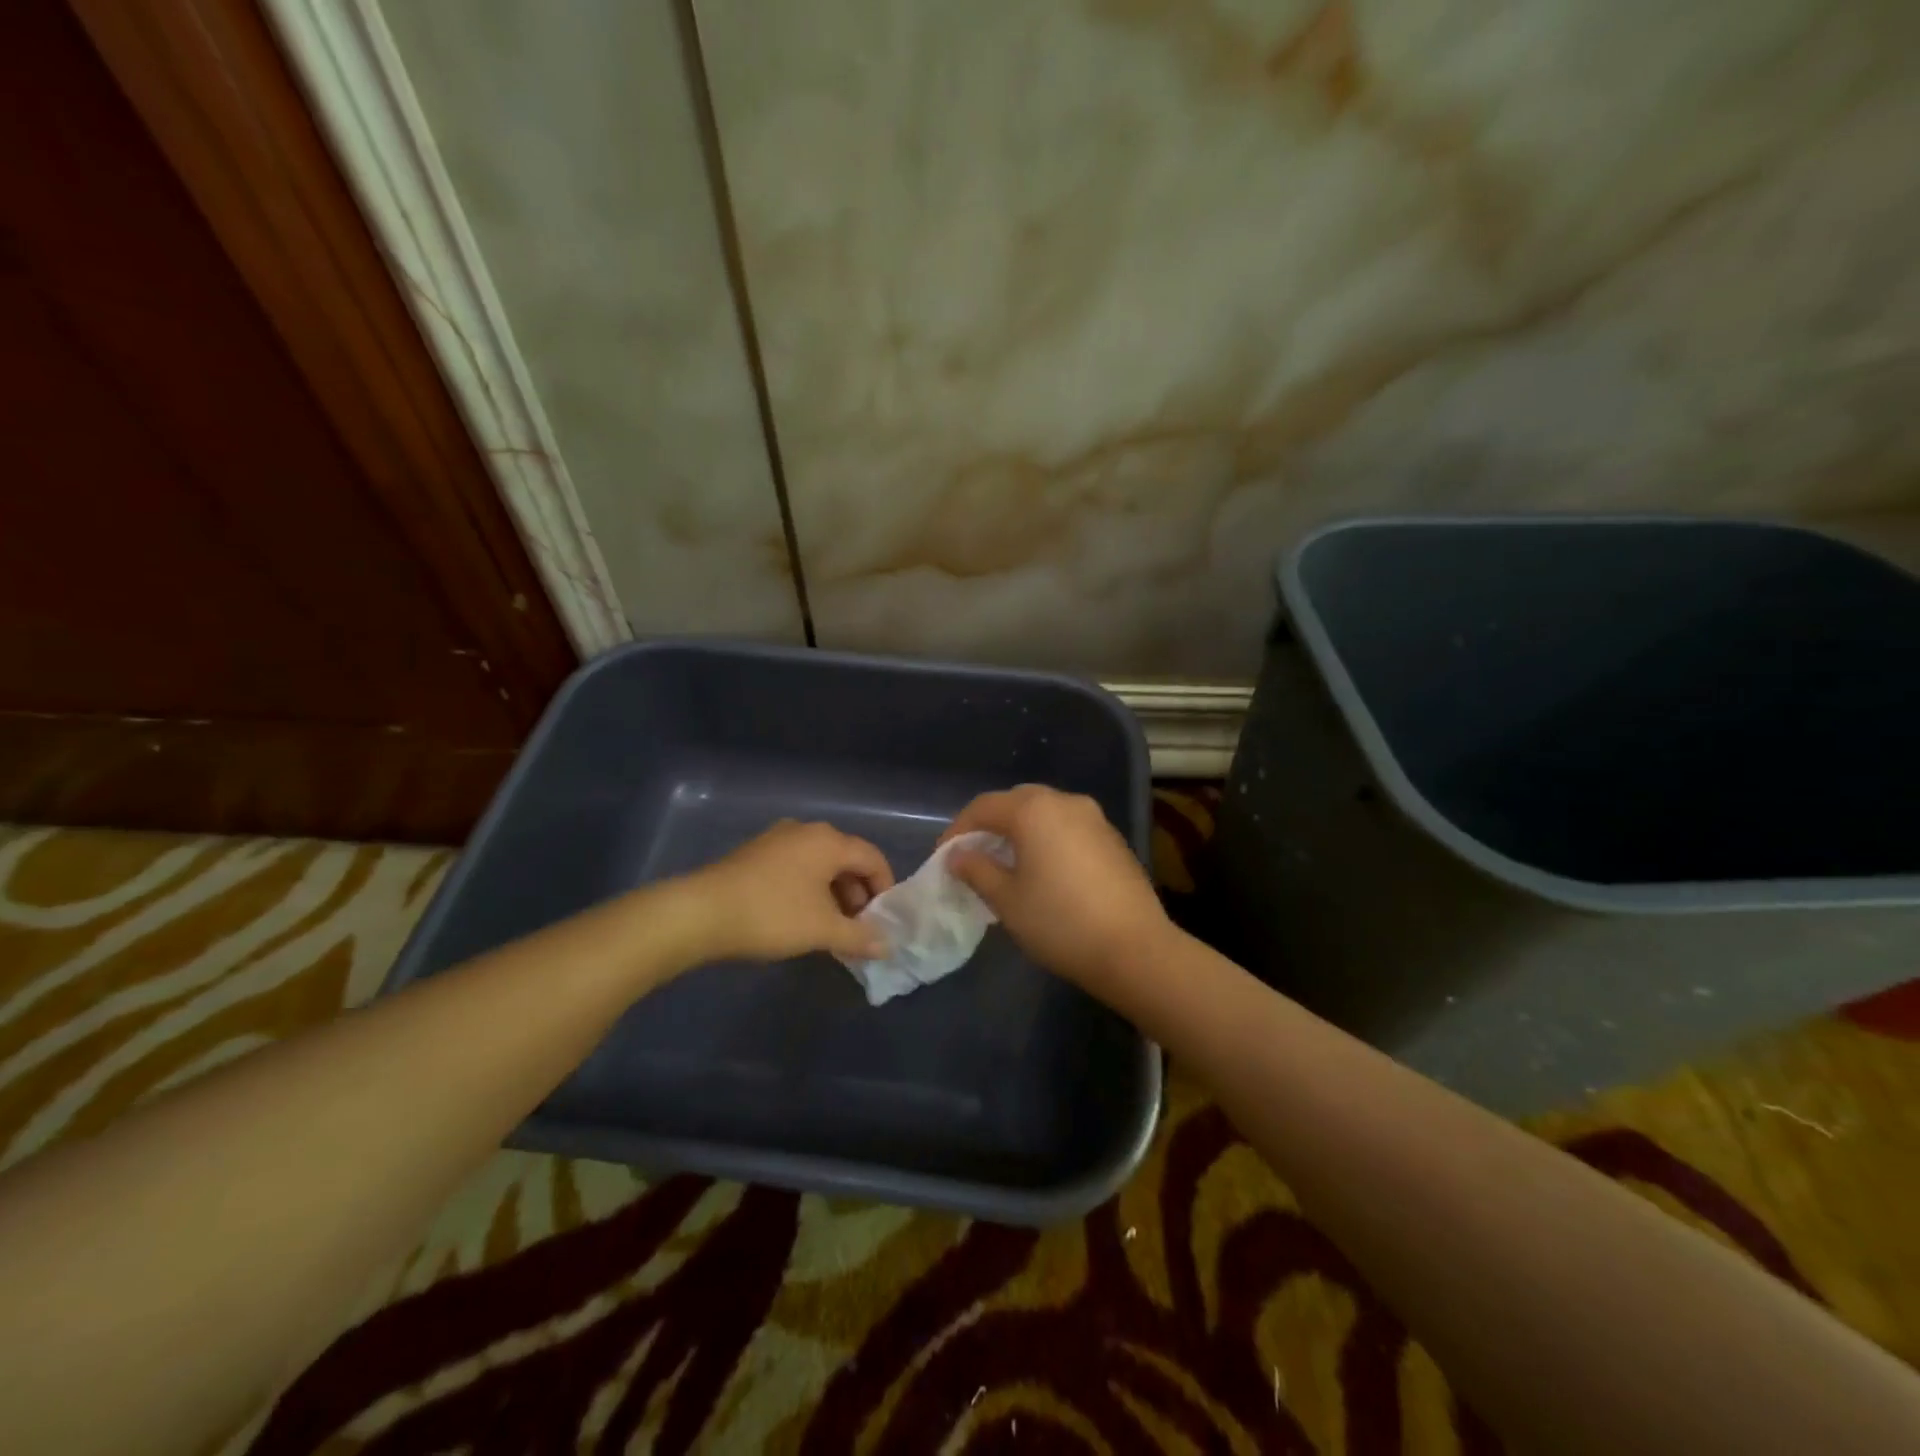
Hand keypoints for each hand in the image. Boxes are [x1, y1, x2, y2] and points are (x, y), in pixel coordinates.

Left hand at [681, 820, 893, 962]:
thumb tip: (886, 945)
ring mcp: (777, 839)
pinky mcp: (755, 853)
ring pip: (819, 863)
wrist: (700, 913)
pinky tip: (799, 916)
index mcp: (828, 841)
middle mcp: (806, 831)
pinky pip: (796, 866)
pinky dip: (808, 888)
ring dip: (833, 893)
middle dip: (857, 893)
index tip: (883, 920)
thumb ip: (859, 936)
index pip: (872, 858)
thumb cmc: (772, 915)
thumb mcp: (822, 930)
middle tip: (857, 927)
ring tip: (829, 927)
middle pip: (846, 858)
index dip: (884, 888)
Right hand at [939, 785, 1170, 990]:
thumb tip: (958, 856)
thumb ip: (977, 870)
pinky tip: (1044, 870)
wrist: (1134, 949)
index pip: (984, 807)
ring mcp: (1095, 818)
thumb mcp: (1007, 900)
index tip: (944, 857)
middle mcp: (1065, 802)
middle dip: (991, 823)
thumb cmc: (1060, 922)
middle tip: (974, 854)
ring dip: (1021, 829)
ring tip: (1006, 862)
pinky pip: (1068, 827)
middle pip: (1017, 801)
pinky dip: (1048, 838)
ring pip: (1046, 812)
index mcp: (1034, 810)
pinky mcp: (1113, 839)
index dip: (958, 829)